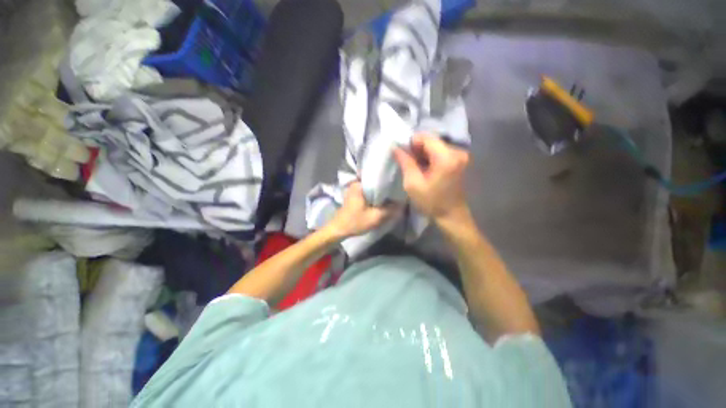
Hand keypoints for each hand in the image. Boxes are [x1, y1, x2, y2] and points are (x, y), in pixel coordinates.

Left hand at [326, 182, 400, 238]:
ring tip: (392, 194)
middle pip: (375, 182)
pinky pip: (367, 192)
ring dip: (380, 192)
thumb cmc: (355, 222)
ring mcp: (354, 189)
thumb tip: (402, 203)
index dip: (389, 182)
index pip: (377, 178)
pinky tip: (382, 199)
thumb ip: (390, 210)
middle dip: (385, 187)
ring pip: (371, 188)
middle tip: (397, 190)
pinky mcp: (354, 195)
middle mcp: (355, 183)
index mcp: (359, 185)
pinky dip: (374, 195)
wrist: (339, 230)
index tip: (398, 184)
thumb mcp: (375, 218)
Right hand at [393, 134, 470, 223]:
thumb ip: (405, 162)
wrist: (451, 214)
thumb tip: (396, 147)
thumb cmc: (431, 201)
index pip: (426, 137)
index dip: (411, 143)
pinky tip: (424, 168)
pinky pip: (440, 151)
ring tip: (415, 167)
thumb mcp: (413, 183)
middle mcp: (457, 151)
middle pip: (431, 140)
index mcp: (446, 157)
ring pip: (435, 145)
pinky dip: (430, 157)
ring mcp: (460, 155)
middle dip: (417, 149)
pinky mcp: (459, 159)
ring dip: (423, 153)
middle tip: (408, 162)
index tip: (403, 154)